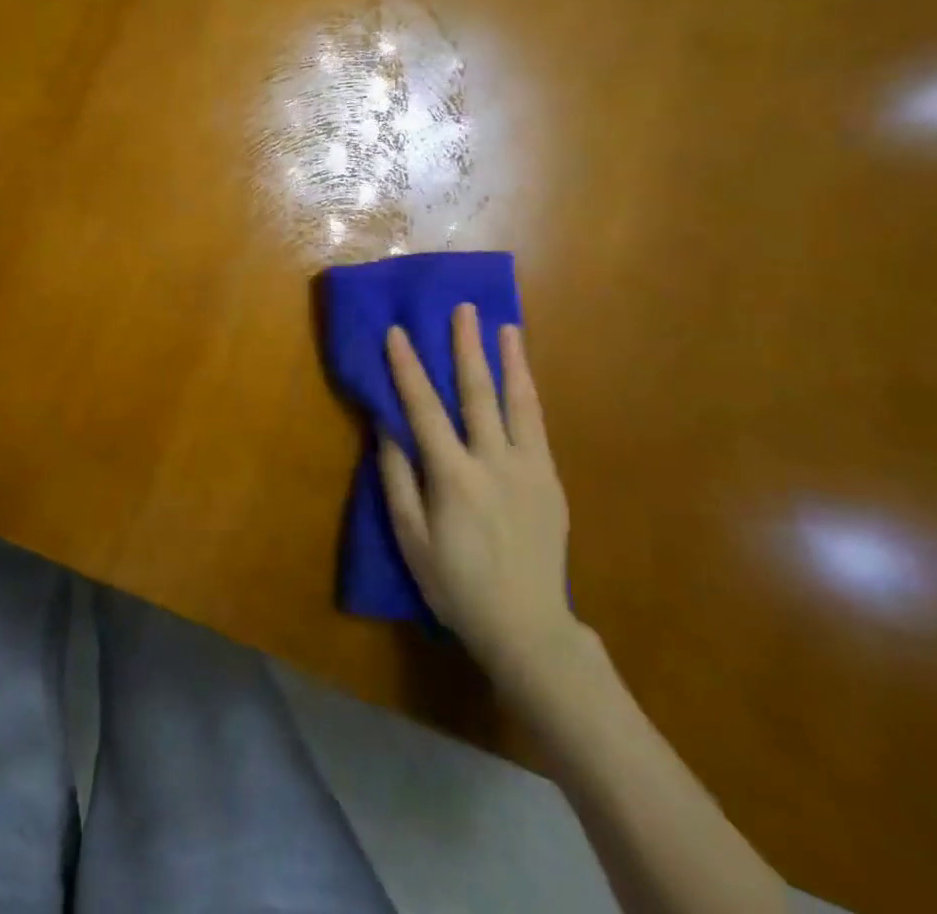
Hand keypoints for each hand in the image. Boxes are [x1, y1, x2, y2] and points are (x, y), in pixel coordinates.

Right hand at [379, 306, 576, 684]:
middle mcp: (493, 463)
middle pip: (477, 394)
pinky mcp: (551, 482)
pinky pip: (537, 428)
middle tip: (464, 309)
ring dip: (510, 361)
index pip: (423, 409)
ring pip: (518, 404)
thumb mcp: (411, 537)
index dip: (407, 368)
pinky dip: (529, 395)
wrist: (527, 627)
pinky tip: (523, 377)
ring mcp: (529, 470)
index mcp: (453, 477)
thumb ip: (397, 478)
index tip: (398, 332)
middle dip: (467, 347)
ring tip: (506, 326)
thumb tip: (385, 427)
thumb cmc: (456, 584)